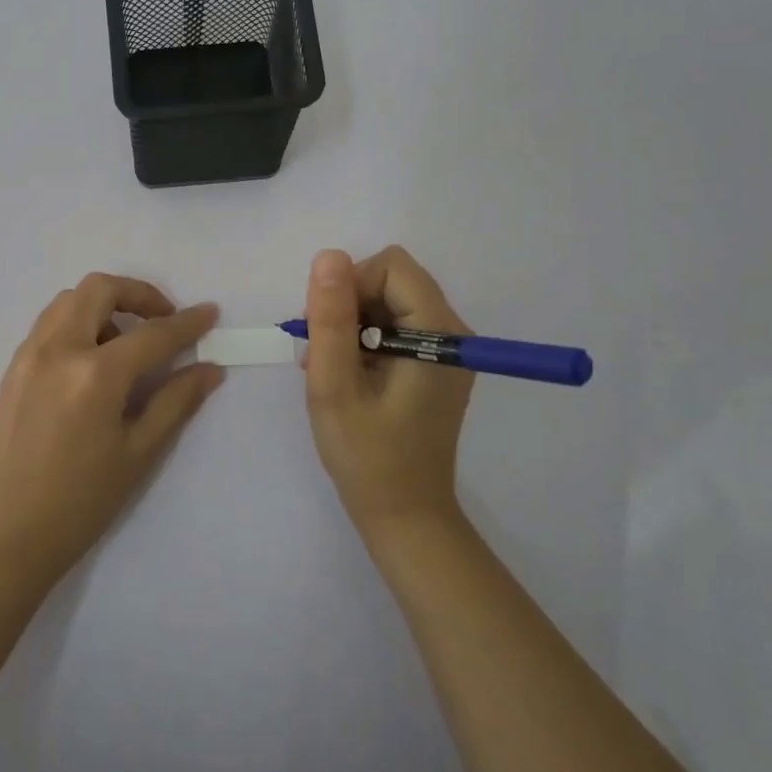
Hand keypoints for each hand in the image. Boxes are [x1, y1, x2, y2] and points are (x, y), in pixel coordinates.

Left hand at [0, 274, 223, 586]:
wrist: (3, 538)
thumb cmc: (79, 504)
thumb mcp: (137, 455)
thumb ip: (175, 402)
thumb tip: (210, 368)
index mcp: (95, 374)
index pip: (152, 334)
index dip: (186, 323)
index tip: (209, 313)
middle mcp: (57, 350)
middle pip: (100, 289)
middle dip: (139, 294)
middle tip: (163, 321)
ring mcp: (27, 356)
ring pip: (68, 299)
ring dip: (104, 305)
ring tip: (126, 342)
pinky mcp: (11, 369)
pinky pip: (48, 323)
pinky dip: (77, 321)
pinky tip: (92, 361)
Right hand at [302, 246, 474, 536]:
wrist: (404, 515)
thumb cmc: (367, 456)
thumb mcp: (335, 385)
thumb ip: (331, 318)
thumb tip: (329, 256)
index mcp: (437, 333)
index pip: (390, 267)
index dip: (349, 286)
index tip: (324, 329)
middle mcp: (451, 333)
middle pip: (392, 281)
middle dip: (347, 305)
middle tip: (320, 352)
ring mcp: (445, 351)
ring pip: (389, 303)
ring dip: (351, 324)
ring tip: (329, 369)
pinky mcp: (434, 366)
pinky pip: (395, 328)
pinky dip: (364, 341)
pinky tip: (345, 375)